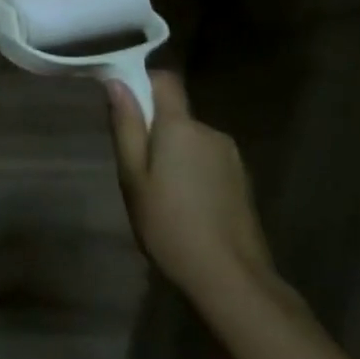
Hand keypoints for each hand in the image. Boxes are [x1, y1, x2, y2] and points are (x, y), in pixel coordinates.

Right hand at [106, 72, 280, 313]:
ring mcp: (231, 156)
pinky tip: (187, 208)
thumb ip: (126, 127)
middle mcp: (209, 131)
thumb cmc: (169, 225)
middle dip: (155, 130)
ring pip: (192, 140)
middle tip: (137, 169)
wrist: (231, 279)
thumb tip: (116, 82)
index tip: (125, 105)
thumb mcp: (133, 177)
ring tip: (161, 195)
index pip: (165, 80)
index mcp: (180, 126)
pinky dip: (194, 173)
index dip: (144, 82)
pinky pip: (208, 161)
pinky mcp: (242, 180)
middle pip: (176, 114)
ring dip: (175, 154)